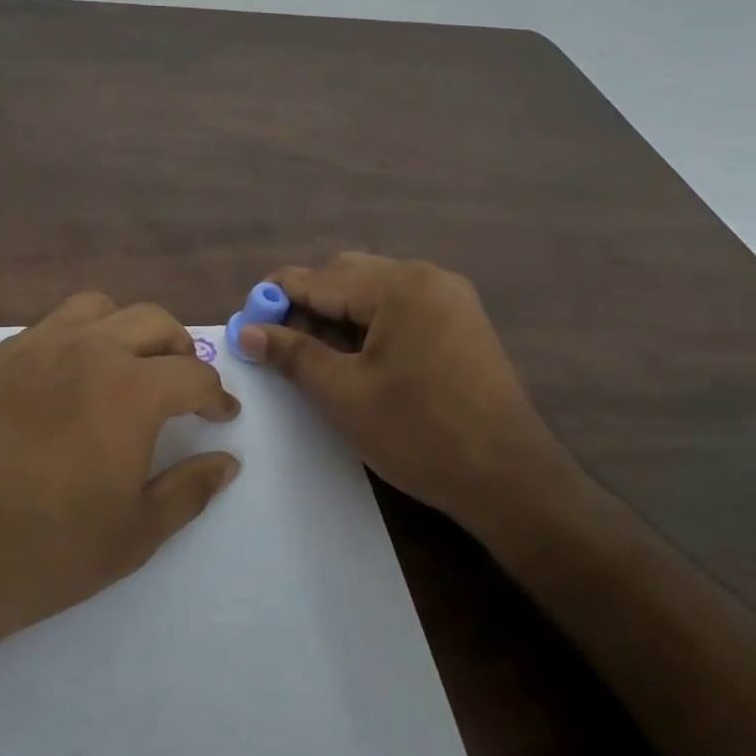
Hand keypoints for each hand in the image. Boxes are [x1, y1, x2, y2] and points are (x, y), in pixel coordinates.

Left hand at [0, 292, 241, 660]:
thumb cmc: (42, 552)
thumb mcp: (133, 535)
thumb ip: (189, 491)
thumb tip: (227, 462)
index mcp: (129, 390)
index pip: (193, 374)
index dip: (217, 395)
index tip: (222, 414)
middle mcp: (85, 350)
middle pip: (152, 322)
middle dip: (180, 350)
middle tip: (183, 386)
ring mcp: (33, 348)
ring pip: (97, 308)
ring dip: (127, 330)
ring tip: (128, 369)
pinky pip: (49, 327)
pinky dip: (78, 338)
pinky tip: (68, 381)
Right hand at [235, 253, 568, 524]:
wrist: (510, 479)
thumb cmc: (418, 434)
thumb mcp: (343, 394)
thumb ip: (292, 354)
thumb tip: (246, 330)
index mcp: (399, 286)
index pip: (317, 279)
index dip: (274, 299)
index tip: (244, 324)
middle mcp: (427, 277)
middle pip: (346, 277)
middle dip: (307, 306)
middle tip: (281, 348)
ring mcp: (450, 299)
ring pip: (372, 293)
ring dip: (337, 317)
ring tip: (316, 359)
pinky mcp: (461, 323)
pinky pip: (399, 309)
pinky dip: (368, 326)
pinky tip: (355, 360)